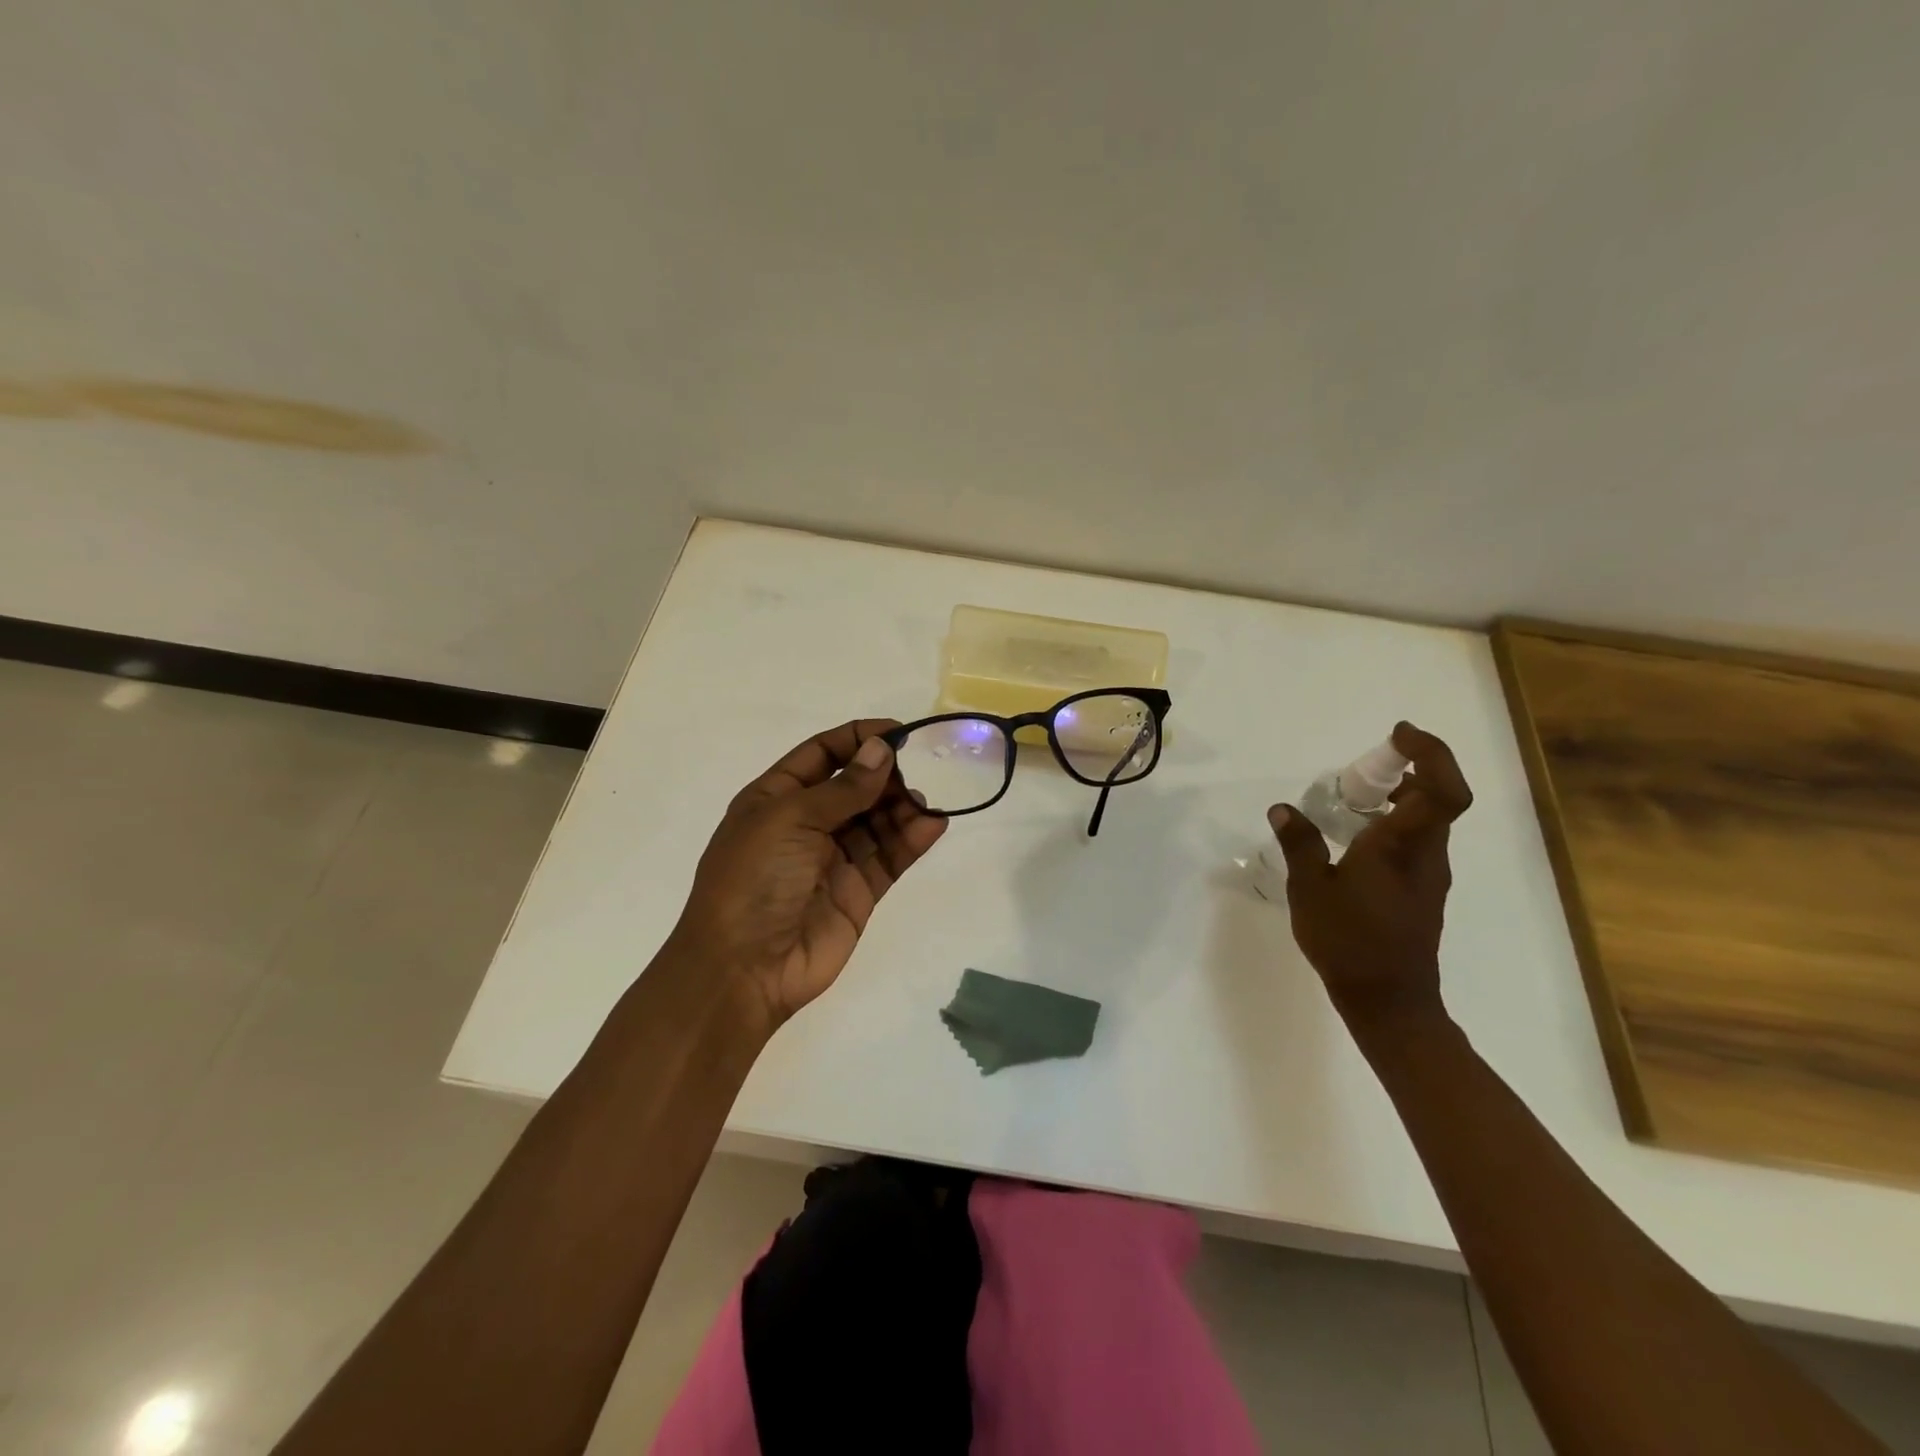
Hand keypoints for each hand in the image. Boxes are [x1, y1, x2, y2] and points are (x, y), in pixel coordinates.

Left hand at [669, 719, 947, 1029]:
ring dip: (901, 807)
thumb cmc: (754, 879)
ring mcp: (833, 859)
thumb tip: (882, 750)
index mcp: (776, 798)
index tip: (898, 732)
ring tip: (922, 804)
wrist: (744, 969)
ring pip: (876, 821)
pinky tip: (933, 824)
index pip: (822, 754)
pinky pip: (889, 857)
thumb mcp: (790, 819)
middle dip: (884, 775)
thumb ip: (843, 787)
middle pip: (854, 786)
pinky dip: (912, 840)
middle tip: (913, 772)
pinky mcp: (858, 891)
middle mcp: (805, 824)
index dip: (857, 739)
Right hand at [1267, 722, 1472, 1026]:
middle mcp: (1427, 854)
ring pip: (1429, 819)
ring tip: (1352, 801)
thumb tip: (1283, 809)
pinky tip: (1355, 840)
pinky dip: (1395, 823)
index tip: (1397, 735)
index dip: (1431, 752)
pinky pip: (1417, 841)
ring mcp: (1430, 873)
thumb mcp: (1310, 889)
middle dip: (1408, 769)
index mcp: (1402, 846)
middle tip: (1361, 770)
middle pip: (1439, 797)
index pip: (1442, 789)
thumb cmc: (1348, 940)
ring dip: (1401, 797)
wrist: (1389, 1000)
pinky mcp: (1424, 890)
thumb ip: (1299, 844)